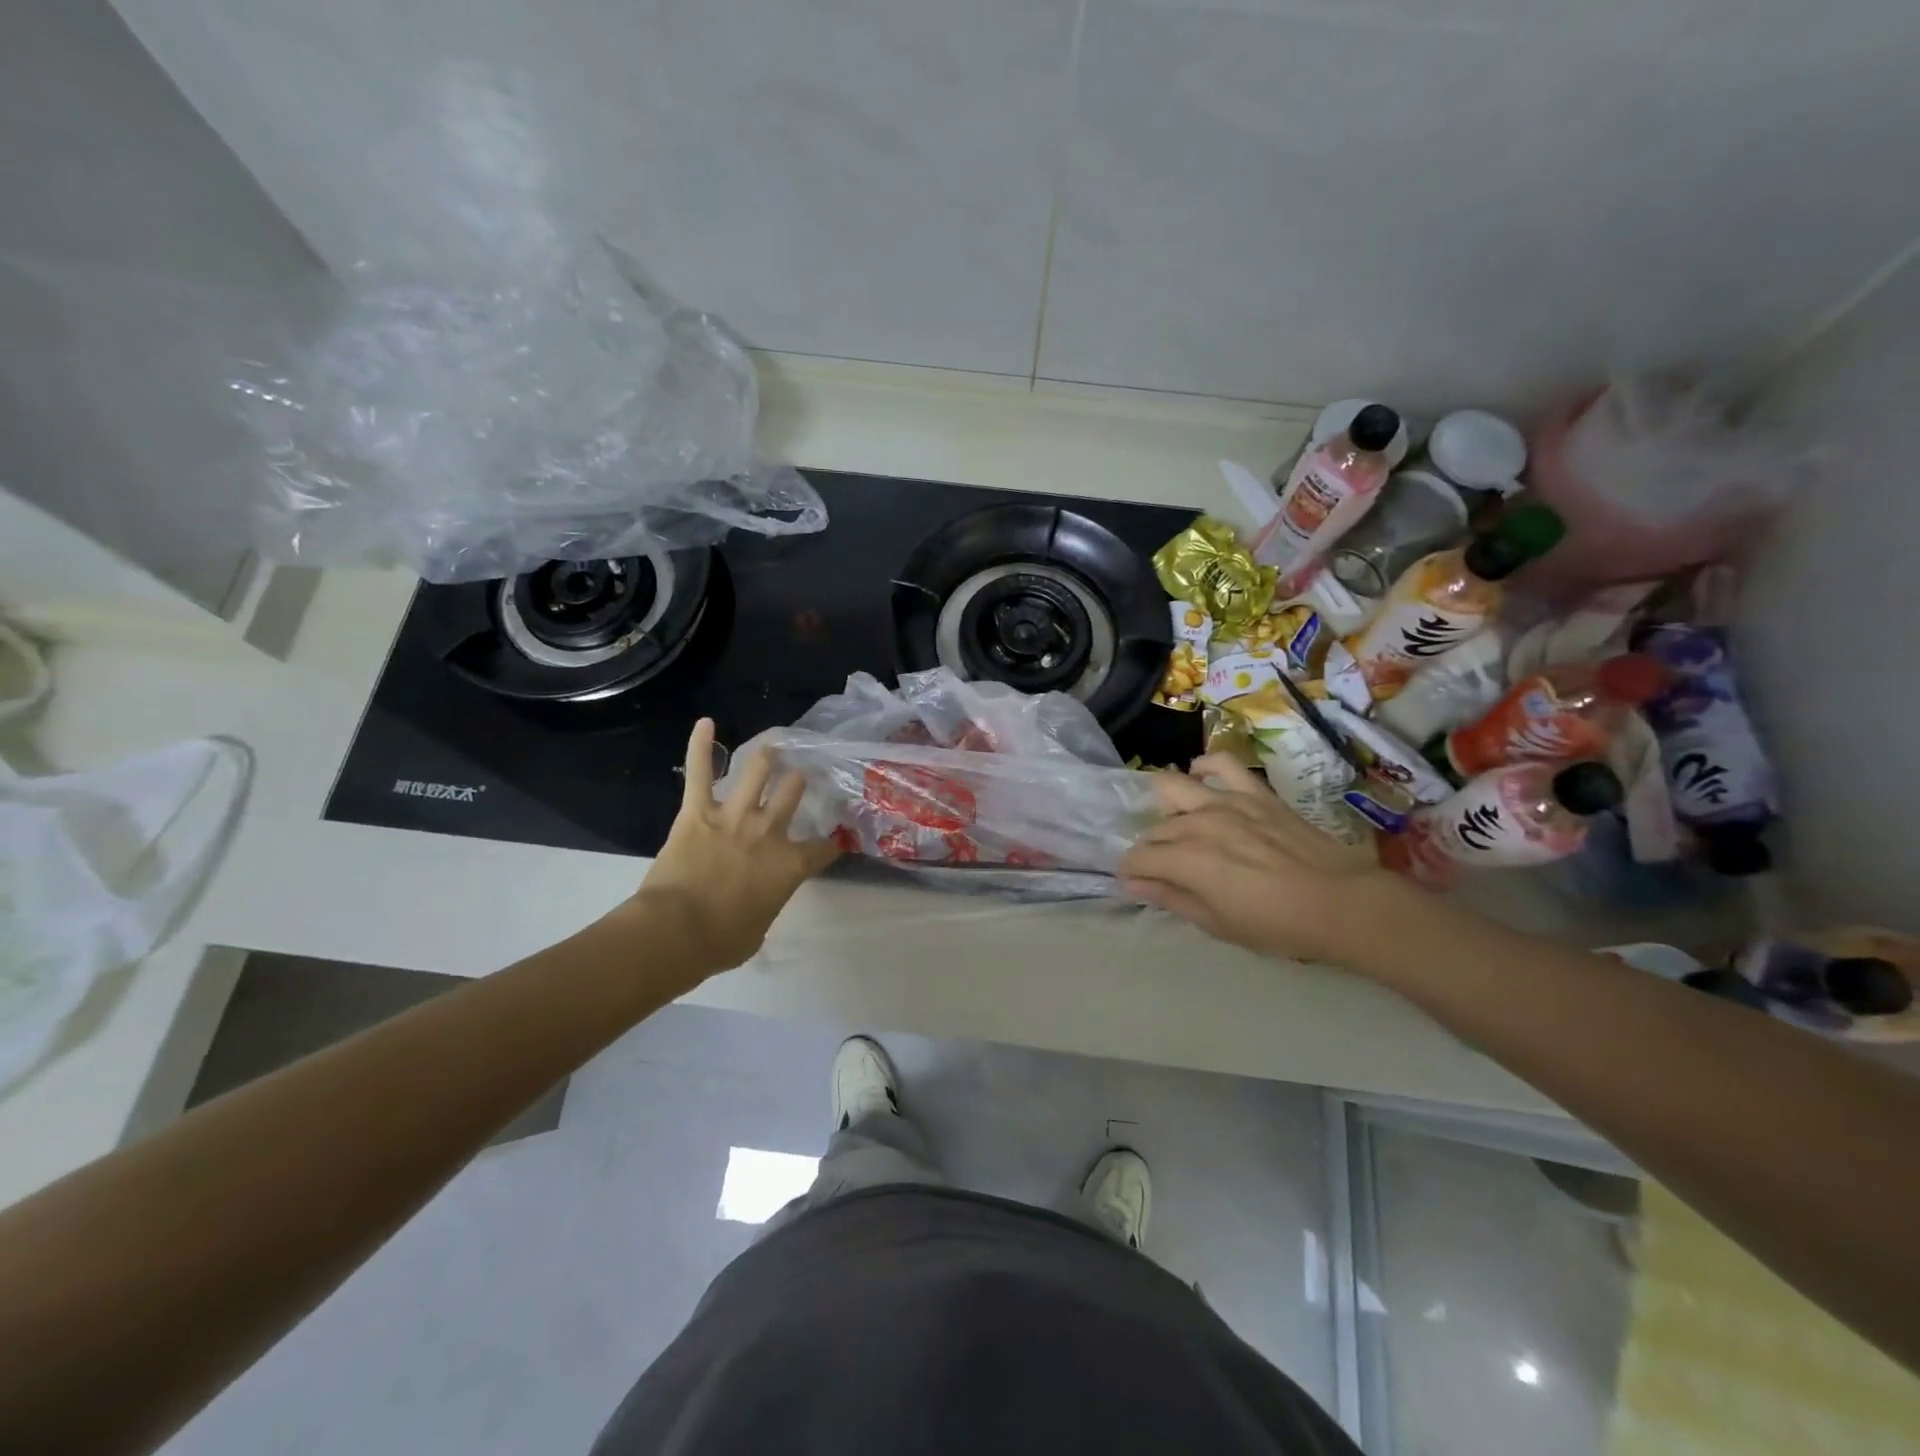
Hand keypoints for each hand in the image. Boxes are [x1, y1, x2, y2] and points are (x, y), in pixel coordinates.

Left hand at [627, 720, 840, 976]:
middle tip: (799, 777)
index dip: (832, 844)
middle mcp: (769, 832)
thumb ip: (766, 905)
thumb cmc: (721, 942)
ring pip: (758, 770)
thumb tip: (757, 903)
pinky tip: (706, 723)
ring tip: (773, 747)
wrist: (676, 933)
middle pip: (794, 792)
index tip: (836, 841)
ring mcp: (734, 816)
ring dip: (767, 757)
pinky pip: (700, 771)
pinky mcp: (698, 811)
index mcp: (790, 866)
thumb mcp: (758, 930)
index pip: (824, 848)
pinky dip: (701, 745)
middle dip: (799, 782)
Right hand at [1118, 754, 1405, 963]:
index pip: (1138, 858)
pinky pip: (1222, 764)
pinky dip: (1204, 766)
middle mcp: (1199, 823)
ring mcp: (1227, 801)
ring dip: (1166, 807)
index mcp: (1187, 860)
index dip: (1130, 873)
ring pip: (1174, 789)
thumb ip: (1170, 898)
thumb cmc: (1276, 924)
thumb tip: (1132, 883)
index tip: (1137, 884)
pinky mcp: (1255, 792)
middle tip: (1164, 869)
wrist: (1341, 903)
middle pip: (1155, 829)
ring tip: (1177, 824)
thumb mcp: (1216, 923)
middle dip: (1150, 849)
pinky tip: (1199, 776)